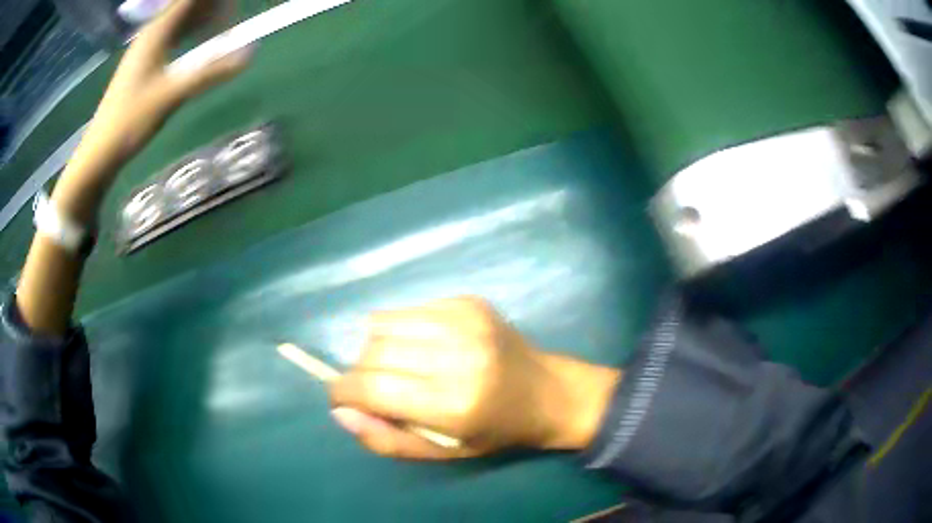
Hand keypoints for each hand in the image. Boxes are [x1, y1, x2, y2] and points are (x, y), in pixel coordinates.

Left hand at [59, 0, 250, 206]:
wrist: (101, 152)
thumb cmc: (130, 121)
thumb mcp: (172, 96)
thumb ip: (210, 73)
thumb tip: (249, 55)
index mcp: (156, 33)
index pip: (189, 0)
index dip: (211, 0)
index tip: (232, 4)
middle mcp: (151, 35)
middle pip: (185, 6)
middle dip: (210, 6)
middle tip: (234, 11)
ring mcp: (146, 50)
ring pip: (180, 21)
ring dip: (203, 17)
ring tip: (225, 20)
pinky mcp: (144, 64)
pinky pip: (173, 36)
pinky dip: (191, 32)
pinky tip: (202, 39)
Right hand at [329, 297, 621, 459]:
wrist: (548, 392)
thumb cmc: (495, 431)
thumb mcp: (442, 453)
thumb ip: (386, 439)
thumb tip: (340, 412)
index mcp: (453, 403)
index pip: (372, 386)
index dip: (343, 392)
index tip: (340, 398)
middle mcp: (458, 354)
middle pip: (373, 352)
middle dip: (360, 373)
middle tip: (375, 389)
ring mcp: (465, 320)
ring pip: (382, 323)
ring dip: (376, 348)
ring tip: (397, 366)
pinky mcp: (468, 301)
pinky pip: (407, 310)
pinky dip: (400, 330)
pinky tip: (423, 347)